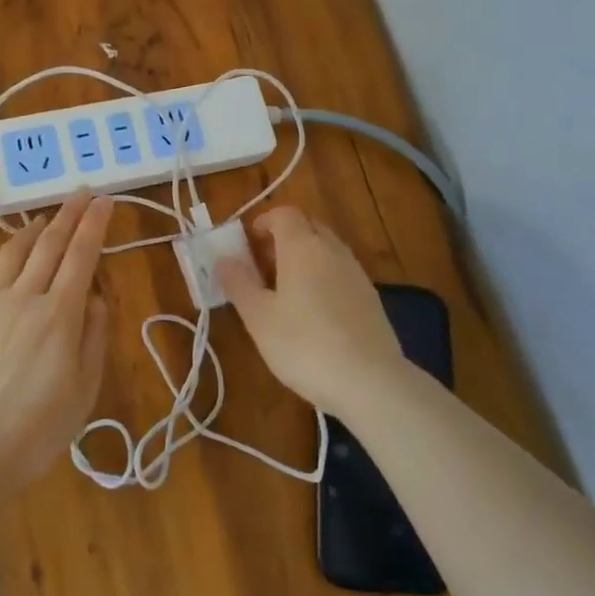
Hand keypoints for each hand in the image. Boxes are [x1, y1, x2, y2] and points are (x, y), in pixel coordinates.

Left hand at [0, 191, 114, 485]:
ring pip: (10, 254)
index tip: (104, 199)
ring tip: (41, 221)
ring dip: (29, 232)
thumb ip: (93, 337)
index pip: (82, 254)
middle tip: (80, 193)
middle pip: (48, 244)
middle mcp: (24, 297)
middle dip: (68, 214)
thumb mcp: (83, 389)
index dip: (95, 223)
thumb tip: (94, 297)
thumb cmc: (36, 427)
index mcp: (60, 313)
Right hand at [218, 206, 405, 414]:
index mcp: (302, 247)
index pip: (284, 214)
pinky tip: (315, 313)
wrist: (371, 382)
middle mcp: (332, 250)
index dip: (264, 222)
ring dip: (305, 258)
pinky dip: (324, 278)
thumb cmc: (304, 345)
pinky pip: (342, 272)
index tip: (248, 245)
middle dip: (284, 238)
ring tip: (286, 292)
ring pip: (327, 250)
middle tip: (263, 266)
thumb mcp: (259, 317)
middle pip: (308, 227)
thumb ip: (239, 283)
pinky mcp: (371, 298)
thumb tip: (223, 259)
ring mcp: (357, 273)